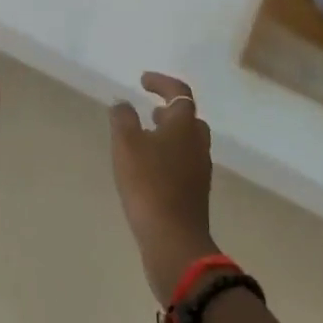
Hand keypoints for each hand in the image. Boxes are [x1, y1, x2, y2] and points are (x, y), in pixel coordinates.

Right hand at [109, 72, 217, 300]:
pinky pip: (184, 163)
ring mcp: (199, 170)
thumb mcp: (126, 144)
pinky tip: (150, 168)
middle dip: (170, 110)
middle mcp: (197, 144)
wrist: (174, 242)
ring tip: (146, 138)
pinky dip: (170, 156)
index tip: (143, 81)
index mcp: (184, 125)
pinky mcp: (195, 194)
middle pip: (189, 118)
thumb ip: (123, 118)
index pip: (179, 93)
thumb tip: (123, 104)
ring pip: (188, 141)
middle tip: (150, 110)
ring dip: (170, 134)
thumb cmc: (149, 185)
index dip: (162, 82)